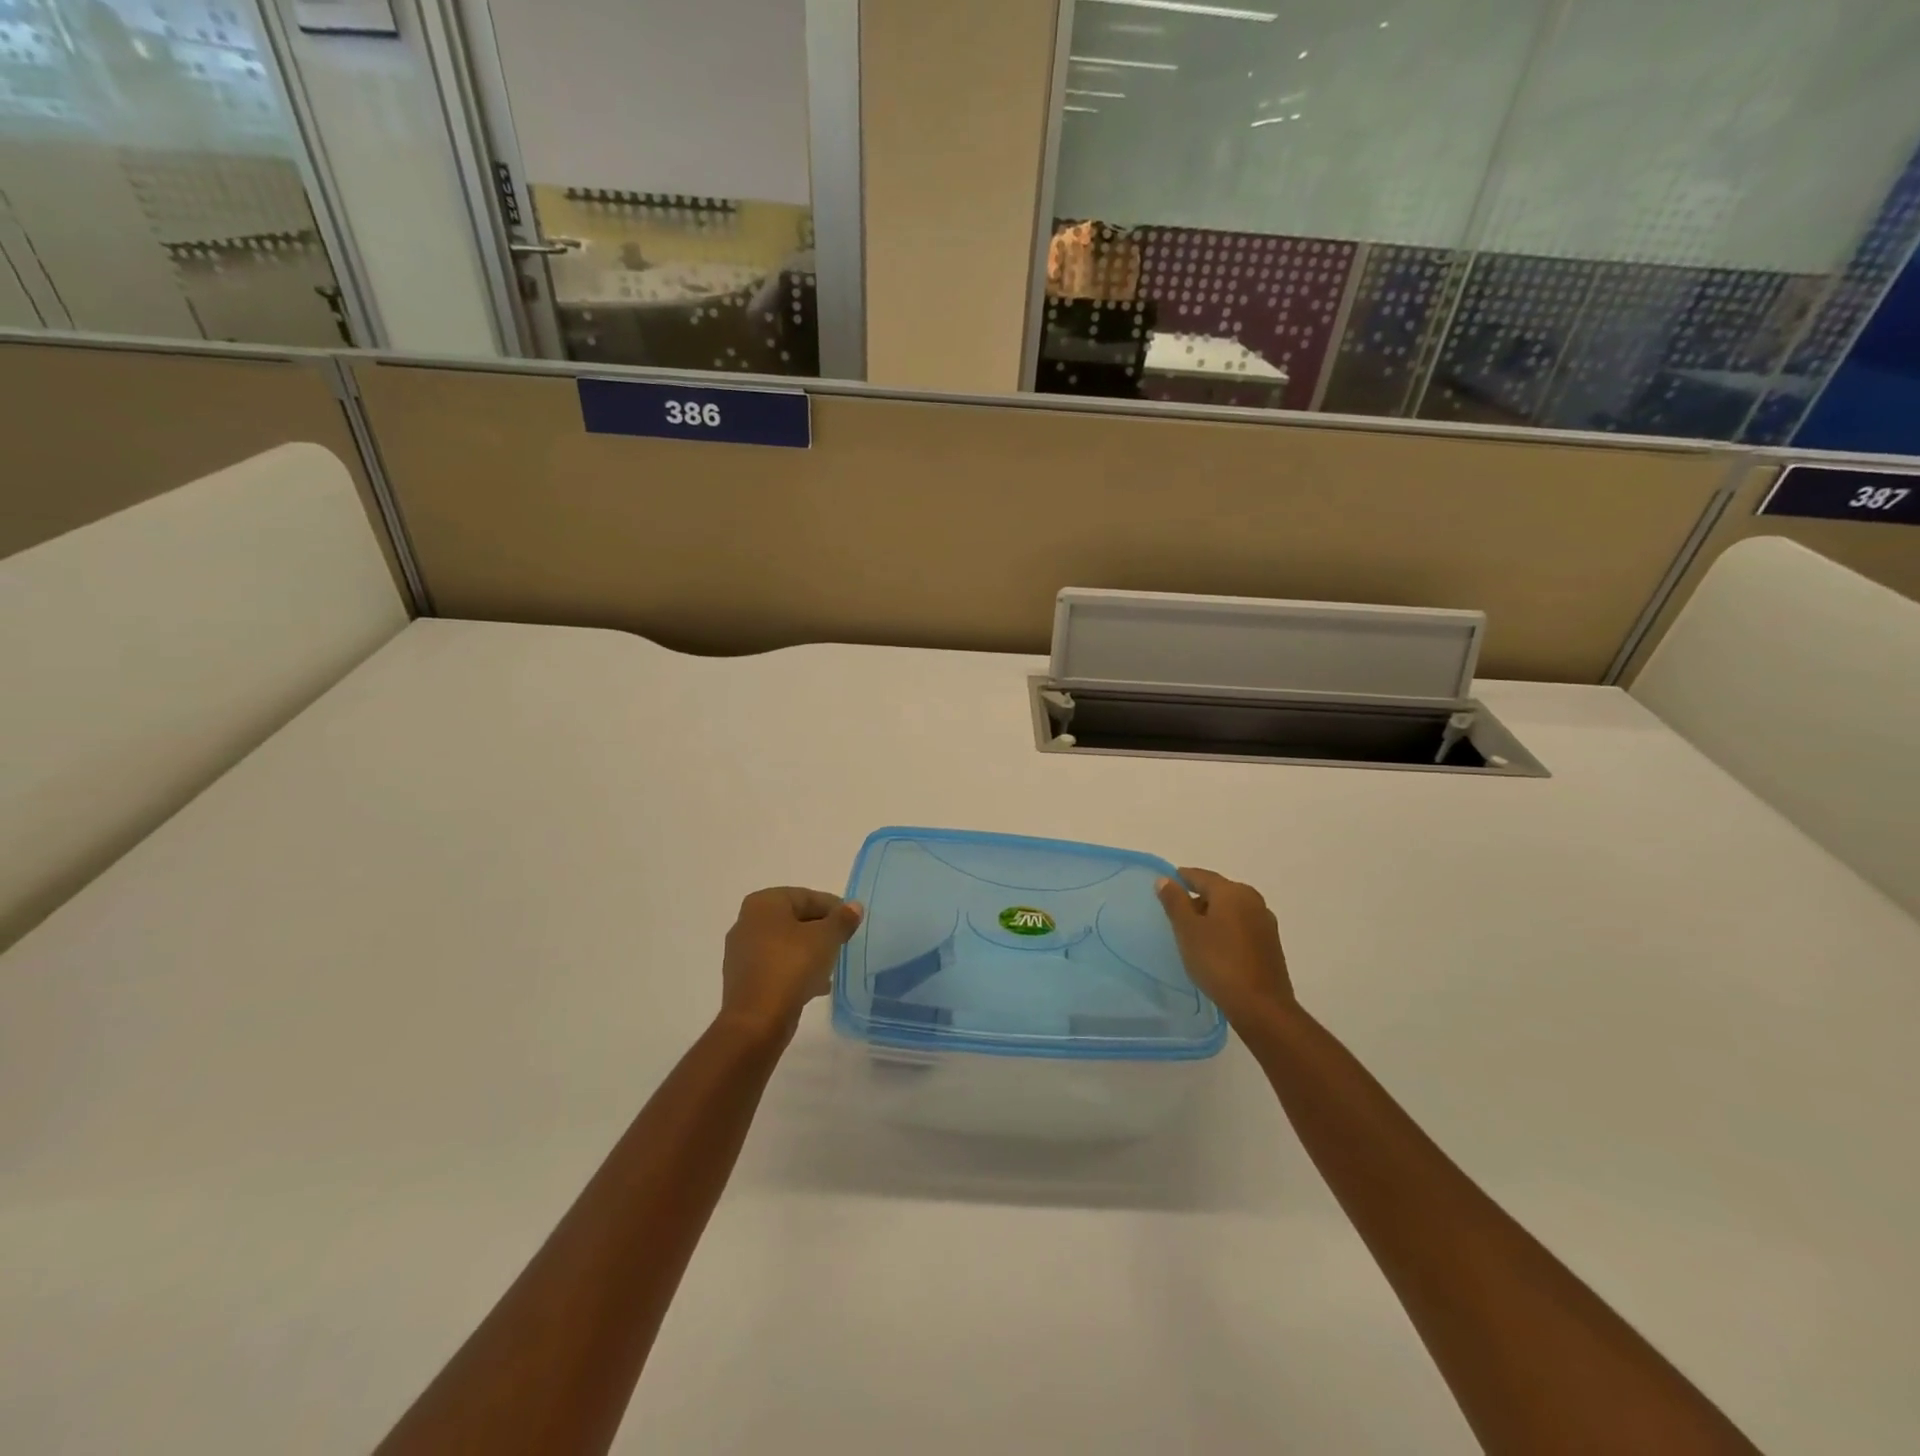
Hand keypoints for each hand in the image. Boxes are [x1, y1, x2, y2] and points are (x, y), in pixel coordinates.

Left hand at [718, 887, 863, 1042]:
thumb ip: (842, 919)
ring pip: (786, 944)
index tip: (852, 924)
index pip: (807, 897)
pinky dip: (795, 970)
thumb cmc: (791, 967)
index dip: (834, 908)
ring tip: (832, 966)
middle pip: (795, 919)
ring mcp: (742, 952)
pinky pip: (776, 966)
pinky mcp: (744, 979)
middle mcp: (747, 921)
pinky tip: (816, 985)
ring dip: (810, 952)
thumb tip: (854, 907)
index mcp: (764, 903)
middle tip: (844, 943)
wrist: (756, 1021)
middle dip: (821, 931)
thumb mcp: (826, 938)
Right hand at [1156, 868, 1293, 1025]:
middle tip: (1176, 913)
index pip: (1201, 876)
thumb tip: (1165, 879)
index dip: (1181, 878)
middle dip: (1197, 898)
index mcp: (1232, 892)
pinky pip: (1242, 926)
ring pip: (1231, 909)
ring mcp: (1265, 922)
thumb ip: (1175, 901)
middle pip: (1219, 891)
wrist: (1260, 1005)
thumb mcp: (1187, 930)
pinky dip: (1226, 929)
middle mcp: (1252, 900)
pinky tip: (1216, 947)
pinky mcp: (1270, 944)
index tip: (1166, 884)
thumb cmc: (1218, 962)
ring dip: (1213, 915)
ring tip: (1193, 932)